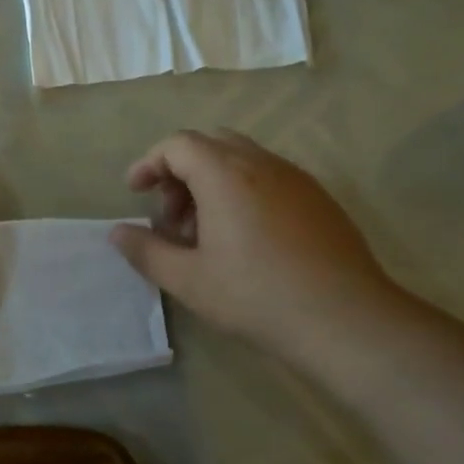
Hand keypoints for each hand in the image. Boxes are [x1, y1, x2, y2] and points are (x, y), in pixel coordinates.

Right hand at [111, 130, 404, 364]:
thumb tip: (116, 233)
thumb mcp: (188, 279)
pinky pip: (269, 177)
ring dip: (212, 182)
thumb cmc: (256, 296)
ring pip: (242, 159)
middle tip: (171, 216)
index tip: (135, 193)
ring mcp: (296, 179)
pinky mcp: (319, 199)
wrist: (346, 319)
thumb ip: (146, 251)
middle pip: (210, 143)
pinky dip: (243, 191)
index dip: (149, 163)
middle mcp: (262, 164)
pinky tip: (244, 239)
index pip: (178, 144)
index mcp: (226, 174)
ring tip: (205, 233)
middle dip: (180, 171)